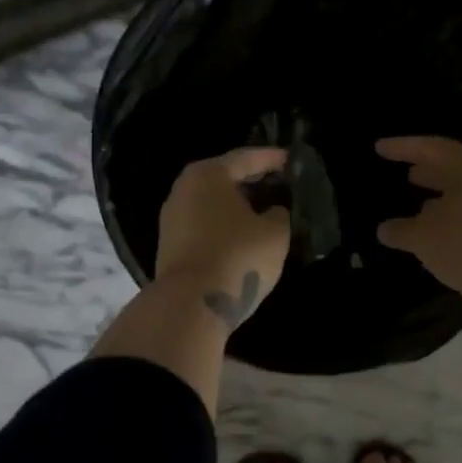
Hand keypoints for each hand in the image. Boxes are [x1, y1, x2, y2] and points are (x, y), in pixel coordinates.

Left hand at [155, 148, 291, 327]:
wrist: (191, 304)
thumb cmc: (238, 257)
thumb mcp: (275, 233)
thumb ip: (279, 214)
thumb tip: (273, 211)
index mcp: (208, 175)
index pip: (246, 158)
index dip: (271, 159)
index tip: (291, 160)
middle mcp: (184, 189)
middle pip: (224, 178)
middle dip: (252, 181)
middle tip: (278, 184)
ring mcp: (172, 218)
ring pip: (212, 203)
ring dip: (236, 206)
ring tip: (263, 211)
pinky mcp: (170, 245)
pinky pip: (203, 225)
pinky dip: (223, 224)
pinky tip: (242, 234)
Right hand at [376, 136, 461, 302]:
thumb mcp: (422, 237)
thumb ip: (400, 230)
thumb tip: (385, 229)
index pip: (431, 148)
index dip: (403, 148)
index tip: (379, 148)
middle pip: (454, 168)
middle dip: (429, 172)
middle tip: (407, 175)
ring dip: (442, 199)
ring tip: (420, 208)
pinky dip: (454, 219)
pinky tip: (442, 235)